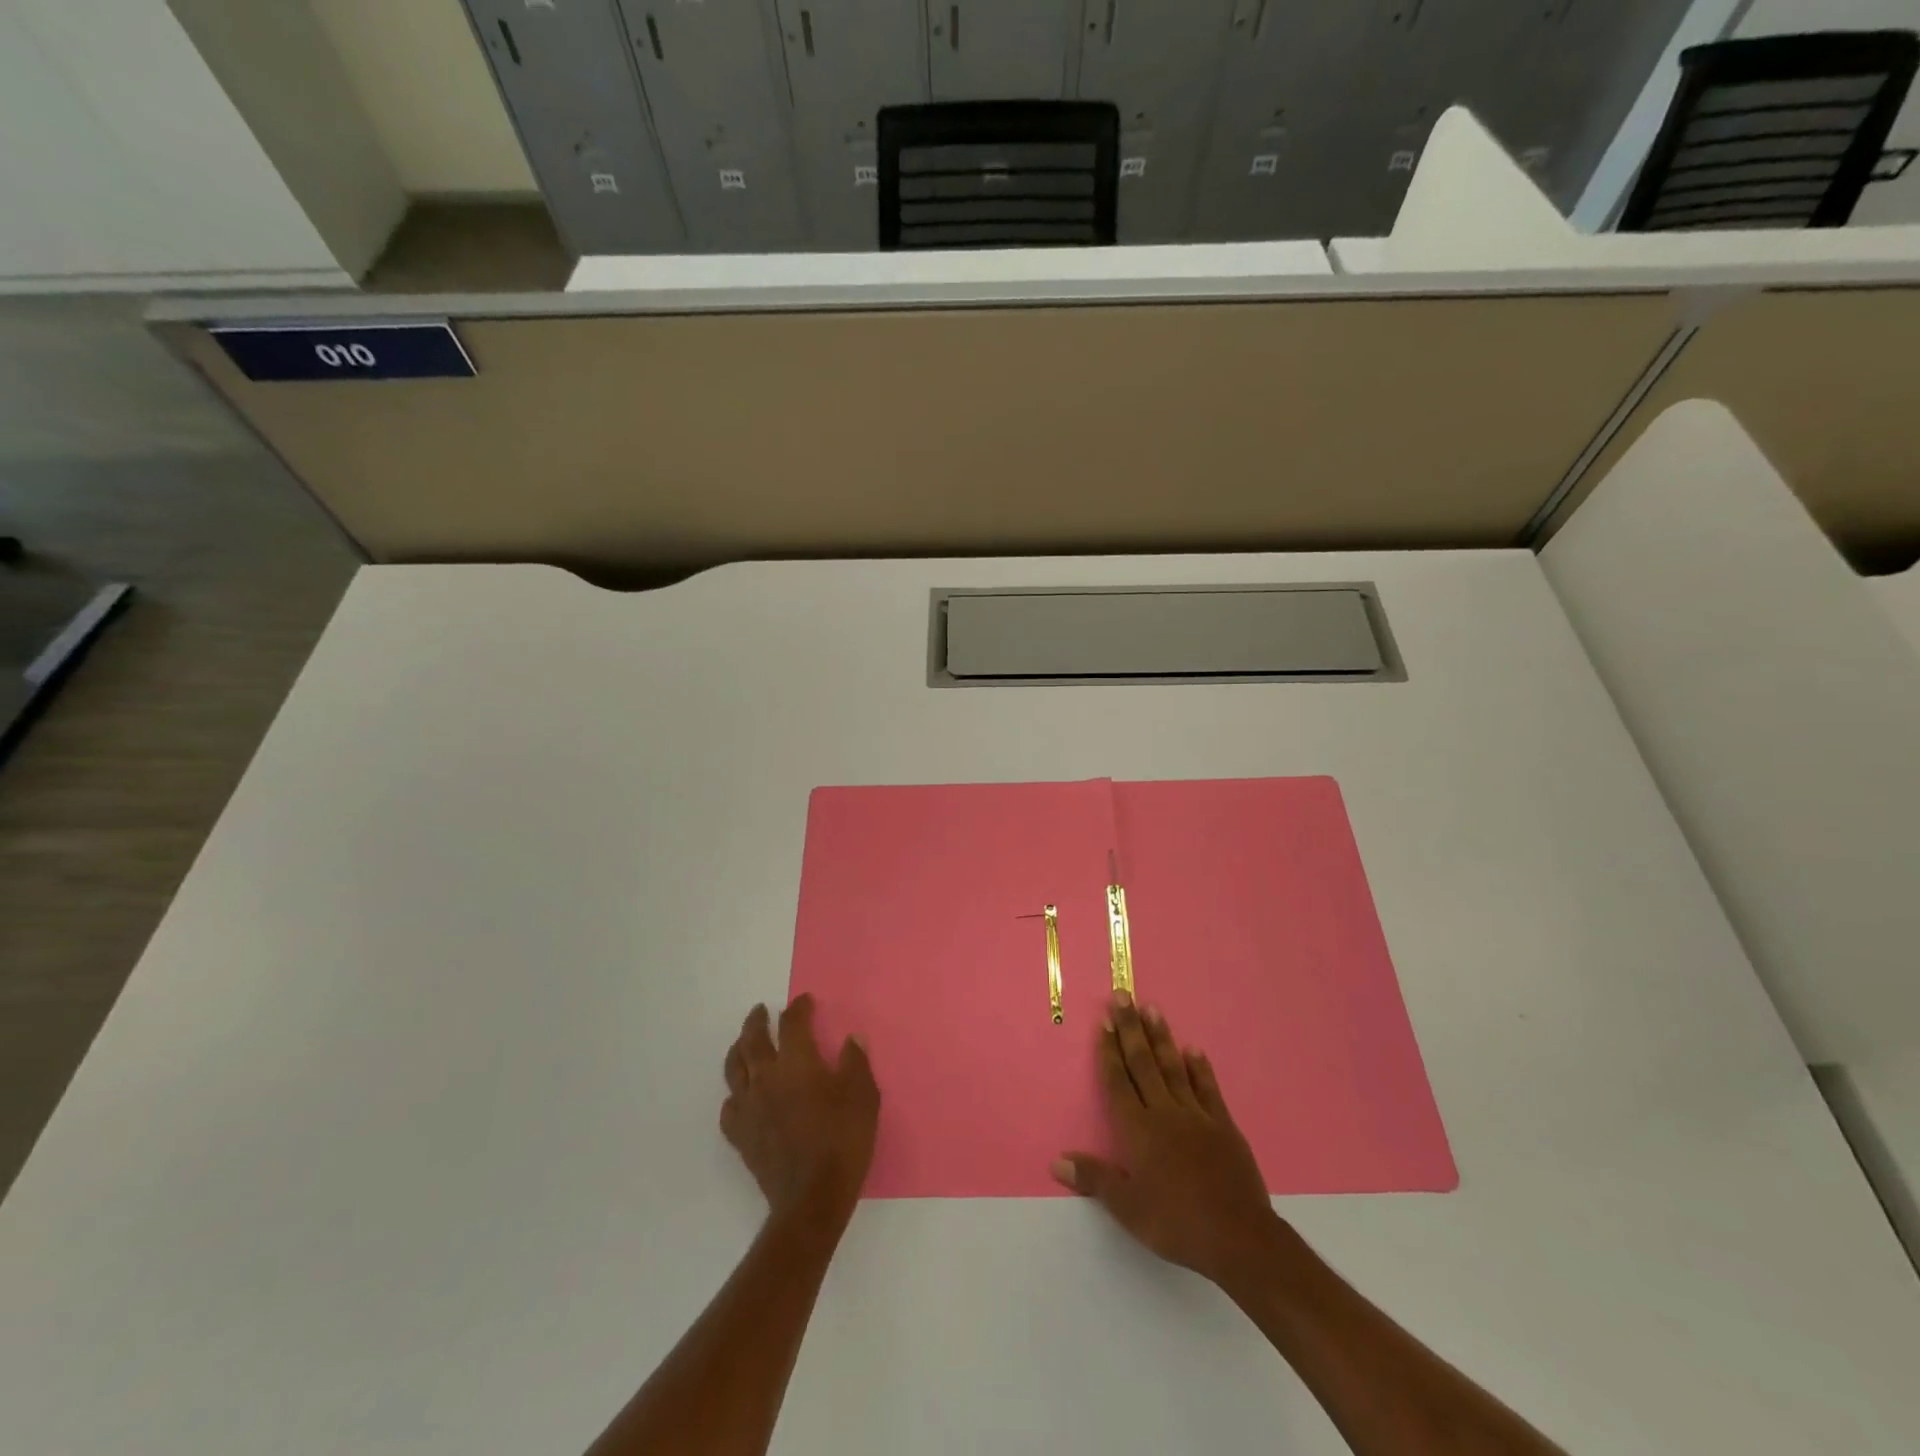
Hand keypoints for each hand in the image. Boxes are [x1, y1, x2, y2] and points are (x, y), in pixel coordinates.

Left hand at [722, 994, 879, 1225]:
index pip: (792, 1024)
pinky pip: (729, 1107)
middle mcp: (766, 1078)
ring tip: (743, 1043)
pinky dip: (734, 1094)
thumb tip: (852, 1039)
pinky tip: (741, 1095)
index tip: (805, 1001)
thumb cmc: (842, 1140)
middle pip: (752, 1040)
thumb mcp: (863, 1096)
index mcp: (796, 1063)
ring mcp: (749, 1107)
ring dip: (738, 1050)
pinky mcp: (741, 1136)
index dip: (798, 1008)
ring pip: (734, 1069)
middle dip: (756, 1021)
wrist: (812, 1198)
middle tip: (761, 1011)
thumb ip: (856, 1062)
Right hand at [1054, 992, 1275, 1285]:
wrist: (1239, 1238)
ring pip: (1173, 1067)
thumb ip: (1094, 1179)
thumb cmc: (1176, 1223)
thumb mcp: (1128, 1208)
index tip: (1103, 1021)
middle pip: (1143, 1063)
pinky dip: (1199, 1068)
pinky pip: (1208, 1089)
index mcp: (1138, 1129)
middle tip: (1123, 995)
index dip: (1109, 1050)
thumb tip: (1057, 1161)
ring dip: (1160, 1037)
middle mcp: (1164, 1112)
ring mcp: (1196, 1115)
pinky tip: (1193, 1050)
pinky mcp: (1224, 1125)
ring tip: (1152, 1008)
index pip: (1118, 1081)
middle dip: (1130, 1028)